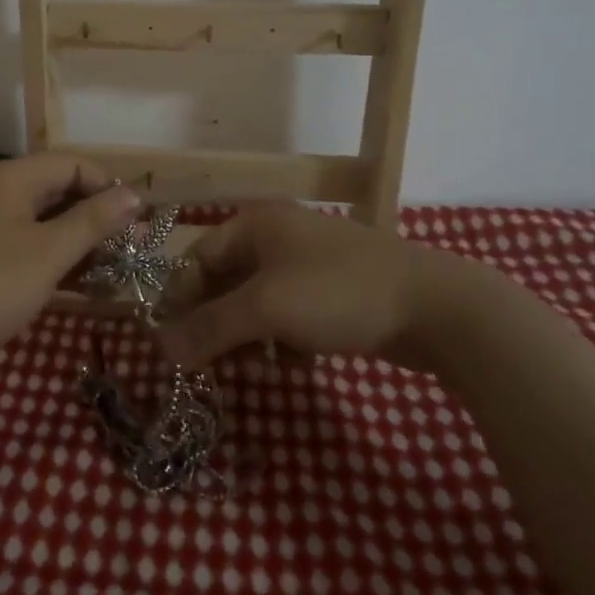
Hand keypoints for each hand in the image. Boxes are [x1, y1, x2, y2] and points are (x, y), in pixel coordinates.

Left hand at [0, 153, 140, 364]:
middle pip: (56, 189)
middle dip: (95, 215)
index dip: (107, 186)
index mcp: (10, 178)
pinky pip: (23, 240)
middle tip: (129, 247)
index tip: (137, 219)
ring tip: (110, 267)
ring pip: (41, 218)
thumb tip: (134, 194)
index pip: (71, 164)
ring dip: (76, 238)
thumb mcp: (50, 253)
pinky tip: (75, 280)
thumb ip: (94, 220)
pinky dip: (51, 254)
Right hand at [158, 201, 511, 372]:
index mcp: (255, 225)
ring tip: (254, 369)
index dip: (179, 301)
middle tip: (208, 366)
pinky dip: (282, 341)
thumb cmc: (337, 293)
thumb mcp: (265, 310)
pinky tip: (293, 363)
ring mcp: (307, 265)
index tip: (170, 345)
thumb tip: (159, 350)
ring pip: (256, 305)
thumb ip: (209, 329)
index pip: (196, 260)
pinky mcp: (332, 294)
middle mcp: (276, 238)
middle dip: (215, 326)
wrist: (436, 308)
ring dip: (247, 339)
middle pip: (224, 284)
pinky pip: (287, 317)